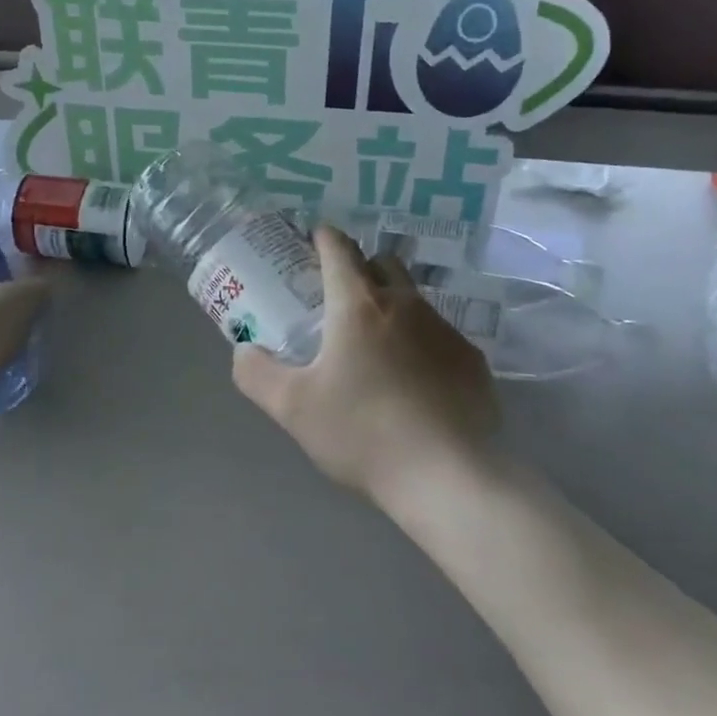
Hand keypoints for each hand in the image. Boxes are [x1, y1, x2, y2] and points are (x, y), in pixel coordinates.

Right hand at [232, 226, 498, 500]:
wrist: (447, 477)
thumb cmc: (361, 433)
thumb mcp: (292, 408)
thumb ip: (257, 373)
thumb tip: (244, 350)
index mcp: (358, 306)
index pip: (340, 250)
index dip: (324, 238)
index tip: (314, 239)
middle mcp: (406, 305)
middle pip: (384, 264)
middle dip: (361, 268)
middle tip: (340, 299)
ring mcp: (446, 331)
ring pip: (414, 301)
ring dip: (392, 310)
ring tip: (376, 350)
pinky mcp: (472, 362)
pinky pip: (440, 337)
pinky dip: (421, 345)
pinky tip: (414, 384)